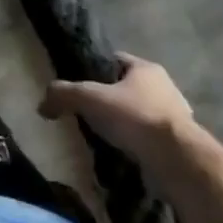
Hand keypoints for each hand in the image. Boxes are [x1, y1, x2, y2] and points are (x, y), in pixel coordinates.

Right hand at [39, 53, 196, 164]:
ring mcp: (177, 117)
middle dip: (110, 99)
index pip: (114, 60)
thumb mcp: (90, 98)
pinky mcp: (181, 145)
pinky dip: (138, 145)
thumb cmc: (135, 117)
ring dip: (125, 124)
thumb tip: (41, 104)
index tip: (79, 84)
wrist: (178, 161)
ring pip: (141, 114)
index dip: (94, 69)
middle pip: (129, 88)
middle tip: (89, 113)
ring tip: (104, 137)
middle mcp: (165, 87)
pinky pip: (151, 139)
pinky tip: (123, 155)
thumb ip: (64, 94)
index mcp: (146, 68)